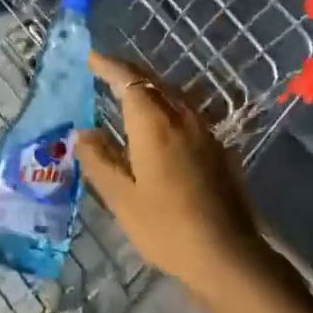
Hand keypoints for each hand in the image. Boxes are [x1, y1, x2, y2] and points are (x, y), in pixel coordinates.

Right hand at [76, 52, 275, 301]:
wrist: (228, 254)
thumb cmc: (167, 227)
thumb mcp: (122, 198)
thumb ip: (100, 160)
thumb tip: (83, 133)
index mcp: (154, 123)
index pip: (128, 80)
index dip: (109, 66)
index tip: (92, 58)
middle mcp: (181, 116)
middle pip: (153, 81)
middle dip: (128, 72)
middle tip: (105, 70)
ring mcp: (204, 130)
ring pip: (172, 94)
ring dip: (149, 87)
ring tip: (129, 93)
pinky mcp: (218, 147)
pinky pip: (186, 111)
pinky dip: (166, 105)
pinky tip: (160, 123)